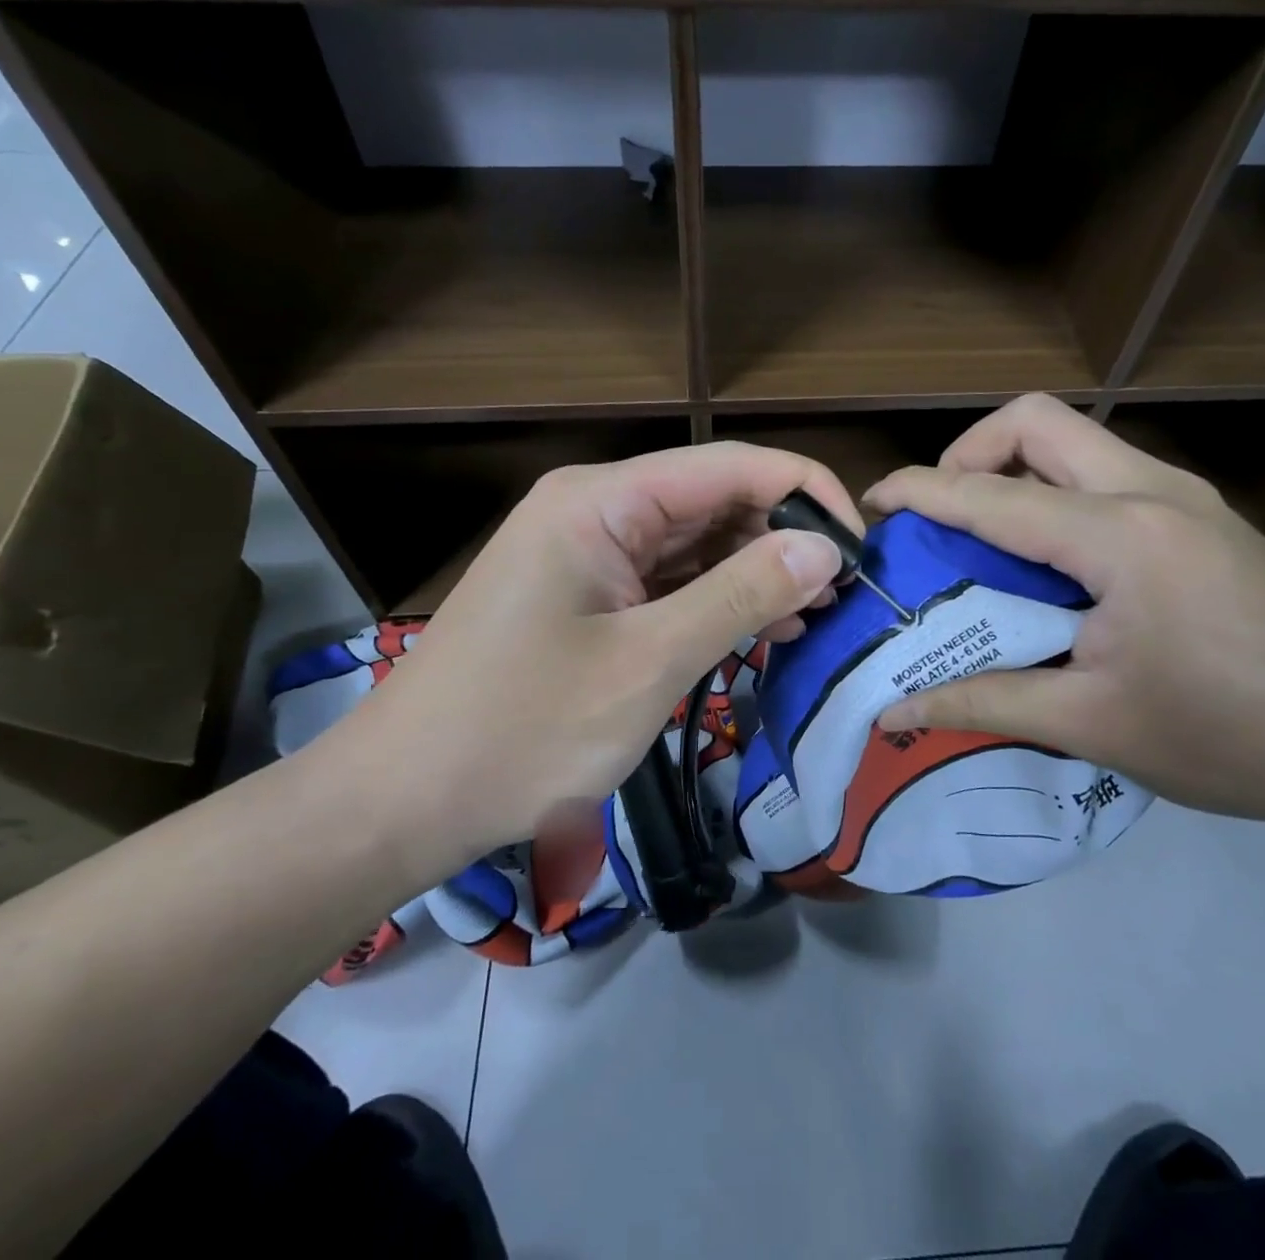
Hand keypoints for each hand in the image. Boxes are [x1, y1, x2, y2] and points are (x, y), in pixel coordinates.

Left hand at [311, 443, 855, 883]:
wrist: (403, 800)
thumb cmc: (523, 730)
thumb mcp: (648, 662)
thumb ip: (741, 594)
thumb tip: (825, 545)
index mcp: (603, 500)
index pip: (729, 464)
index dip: (805, 493)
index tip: (861, 546)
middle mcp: (595, 509)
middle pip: (714, 500)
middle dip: (783, 538)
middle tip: (845, 594)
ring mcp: (587, 553)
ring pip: (695, 544)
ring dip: (756, 574)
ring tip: (816, 616)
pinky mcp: (585, 595)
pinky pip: (667, 582)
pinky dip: (716, 602)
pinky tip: (763, 632)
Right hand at [865, 395, 1264, 835]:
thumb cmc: (1229, 739)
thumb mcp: (1090, 724)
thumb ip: (980, 703)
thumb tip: (893, 713)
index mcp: (1120, 536)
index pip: (991, 495)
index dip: (920, 492)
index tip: (872, 505)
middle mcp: (1152, 491)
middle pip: (1037, 420)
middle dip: (970, 452)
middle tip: (942, 516)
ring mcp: (1185, 497)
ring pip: (1076, 439)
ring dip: (1015, 469)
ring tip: (986, 539)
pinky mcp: (1202, 517)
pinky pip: (1106, 473)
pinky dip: (1056, 493)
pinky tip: (1053, 562)